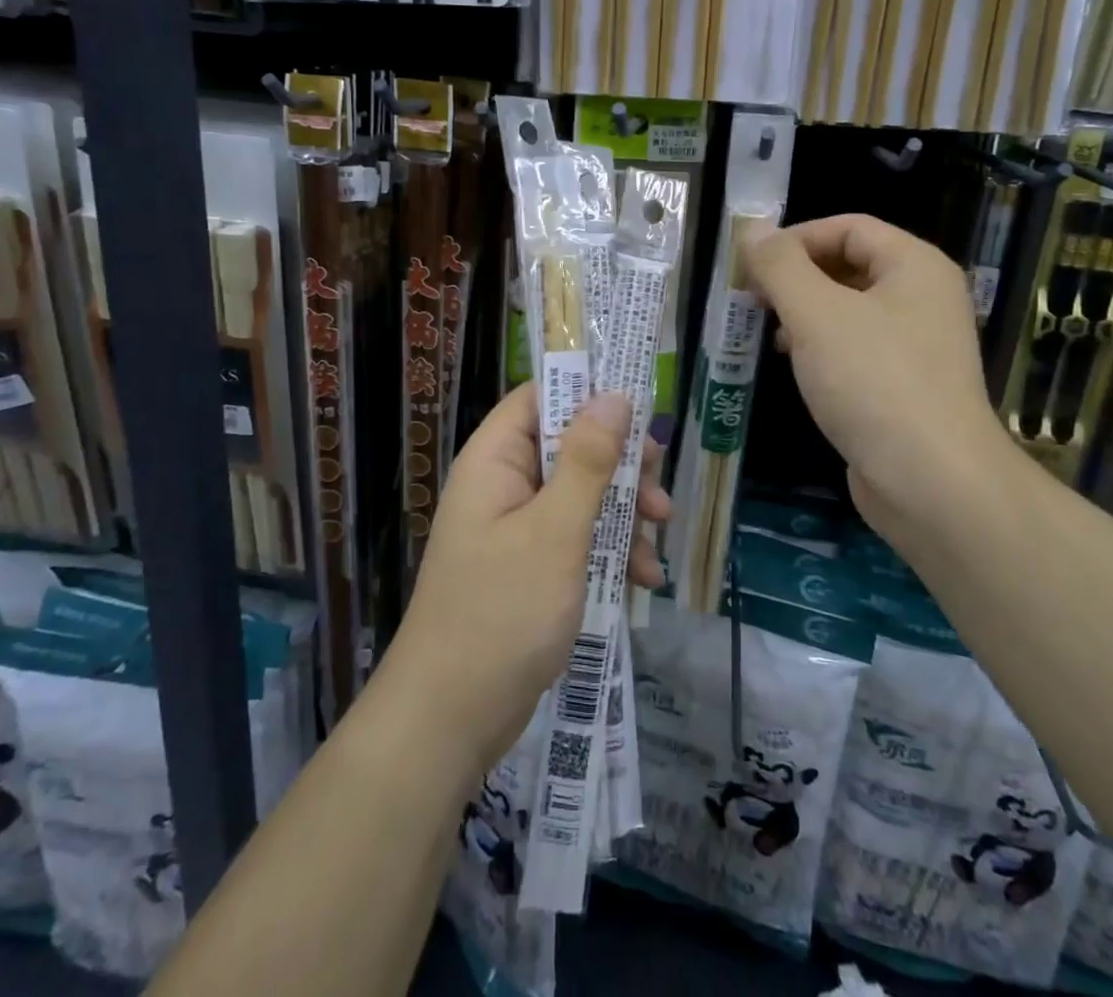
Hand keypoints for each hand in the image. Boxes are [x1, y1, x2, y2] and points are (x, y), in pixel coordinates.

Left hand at [382, 383, 668, 775]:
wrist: (451, 719)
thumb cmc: (502, 612)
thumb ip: (587, 461)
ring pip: (579, 494)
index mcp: (495, 461)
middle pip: (568, 446)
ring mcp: (515, 529)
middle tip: (658, 481)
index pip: (539, 398)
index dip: (586, 392)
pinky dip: (610, 550)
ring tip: (661, 532)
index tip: (639, 407)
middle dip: (619, 463)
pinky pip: (576, 538)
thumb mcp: (556, 531)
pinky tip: (644, 578)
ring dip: (623, 510)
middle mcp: (502, 485)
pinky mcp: (529, 568)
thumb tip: (613, 395)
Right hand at [742, 215, 1006, 535]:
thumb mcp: (816, 314)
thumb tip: (752, 228)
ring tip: (768, 333)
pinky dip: (821, 347)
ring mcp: (917, 344)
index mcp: (915, 265)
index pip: (848, 226)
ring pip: (849, 309)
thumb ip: (780, 266)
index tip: (752, 265)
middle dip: (796, 277)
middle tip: (752, 299)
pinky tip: (796, 367)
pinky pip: (856, 348)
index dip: (796, 238)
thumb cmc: (874, 382)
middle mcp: (923, 297)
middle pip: (849, 265)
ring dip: (804, 313)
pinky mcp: (905, 385)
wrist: (932, 483)